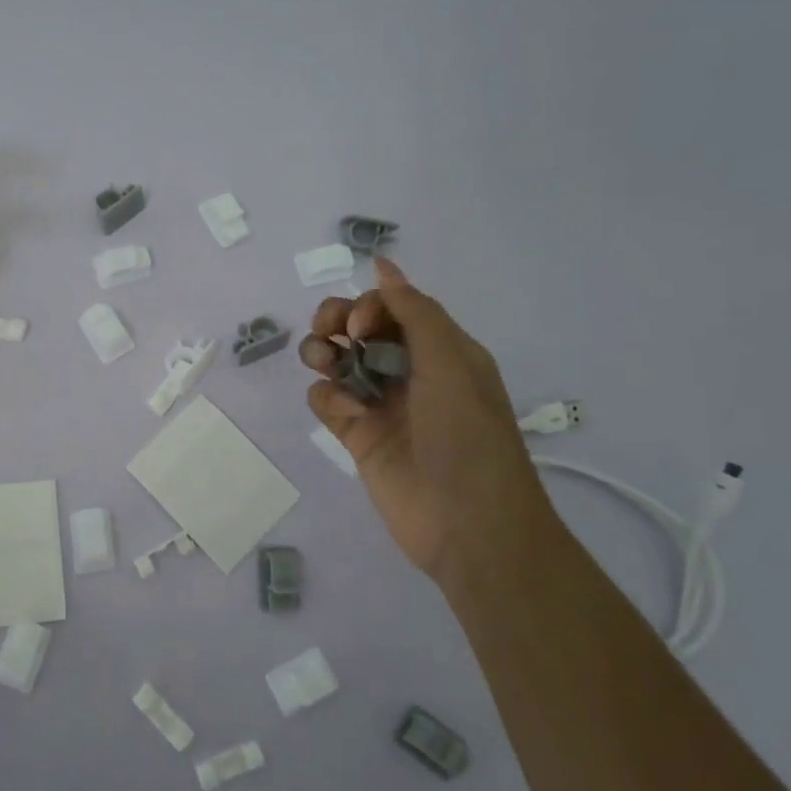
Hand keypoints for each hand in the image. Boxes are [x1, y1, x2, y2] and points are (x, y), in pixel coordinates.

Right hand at [300, 256, 554, 575]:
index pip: (392, 307)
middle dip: (336, 321)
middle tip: (328, 335)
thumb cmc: (467, 438)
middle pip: (358, 328)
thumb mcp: (451, 364)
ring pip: (336, 360)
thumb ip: (414, 312)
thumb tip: (382, 263)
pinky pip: (327, 401)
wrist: (468, 526)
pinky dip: (327, 399)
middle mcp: (408, 371)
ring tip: (324, 366)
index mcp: (439, 350)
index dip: (368, 306)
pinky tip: (344, 413)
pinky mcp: (357, 435)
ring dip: (322, 353)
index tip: (359, 327)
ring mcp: (380, 404)